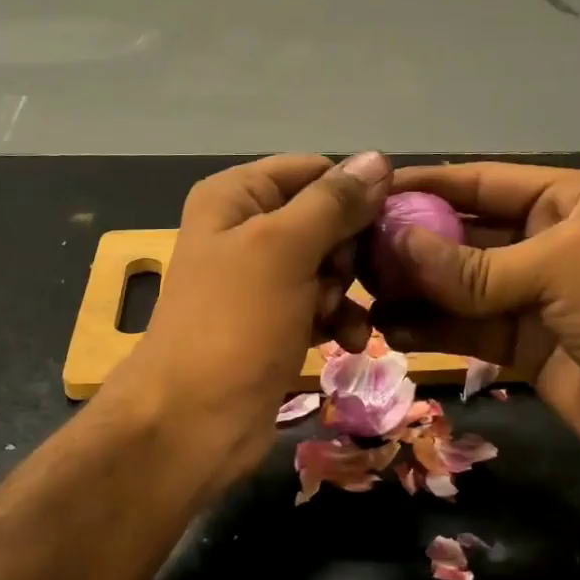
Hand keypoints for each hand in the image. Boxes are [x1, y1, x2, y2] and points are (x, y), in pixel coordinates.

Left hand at [113, 151, 391, 482]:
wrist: (193, 421)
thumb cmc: (234, 324)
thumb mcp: (283, 251)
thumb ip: (332, 203)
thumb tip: (377, 159)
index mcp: (235, 197)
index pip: (313, 171)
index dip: (352, 194)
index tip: (387, 225)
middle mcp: (246, 230)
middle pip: (325, 219)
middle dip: (346, 252)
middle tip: (342, 280)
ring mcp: (260, 281)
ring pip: (329, 266)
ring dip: (346, 291)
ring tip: (338, 319)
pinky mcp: (275, 323)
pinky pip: (322, 306)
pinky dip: (339, 321)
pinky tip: (350, 343)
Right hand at [370, 162, 579, 478]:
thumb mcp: (561, 270)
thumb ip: (474, 266)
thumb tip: (396, 245)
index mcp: (568, 202)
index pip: (485, 182)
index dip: (430, 184)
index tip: (373, 192)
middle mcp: (546, 243)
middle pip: (465, 235)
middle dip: (413, 243)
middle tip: (355, 252)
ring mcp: (533, 298)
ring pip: (459, 287)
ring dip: (414, 289)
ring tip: (362, 292)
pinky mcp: (522, 345)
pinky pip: (466, 329)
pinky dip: (431, 329)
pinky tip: (391, 329)